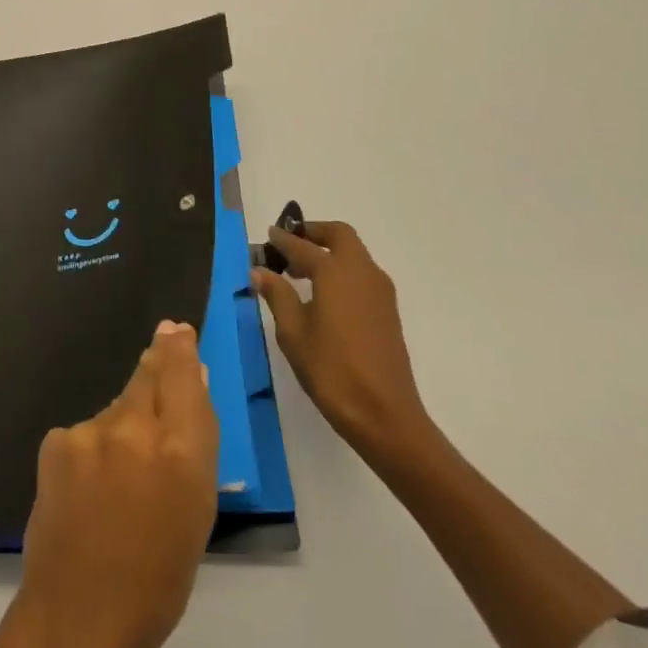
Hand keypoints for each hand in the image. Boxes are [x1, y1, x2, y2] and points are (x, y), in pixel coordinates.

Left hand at [7, 319, 218, 647]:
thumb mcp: (196, 512)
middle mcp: (135, 427)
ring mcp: (90, 431)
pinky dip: (93, 449)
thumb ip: (195, 442)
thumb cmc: (158, 579)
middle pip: (148, 374)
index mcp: (182, 450)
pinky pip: (86, 432)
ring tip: (121, 473)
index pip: (183, 374)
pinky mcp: (57, 441)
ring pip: (116, 409)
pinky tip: (88, 487)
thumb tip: (192, 385)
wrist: (79, 617)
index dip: (180, 347)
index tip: (177, 330)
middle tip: (161, 347)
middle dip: (156, 362)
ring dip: (124, 423)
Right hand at [252, 219, 437, 463]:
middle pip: (339, 235)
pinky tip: (323, 295)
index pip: (303, 246)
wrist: (385, 414)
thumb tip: (260, 270)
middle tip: (289, 244)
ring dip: (329, 250)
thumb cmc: (331, 371)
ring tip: (300, 272)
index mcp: (335, 272)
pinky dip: (341, 269)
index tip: (267, 236)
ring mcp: (380, 290)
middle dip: (314, 233)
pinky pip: (362, 273)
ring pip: (354, 253)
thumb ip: (277, 295)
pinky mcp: (387, 309)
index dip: (282, 240)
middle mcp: (362, 272)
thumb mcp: (293, 333)